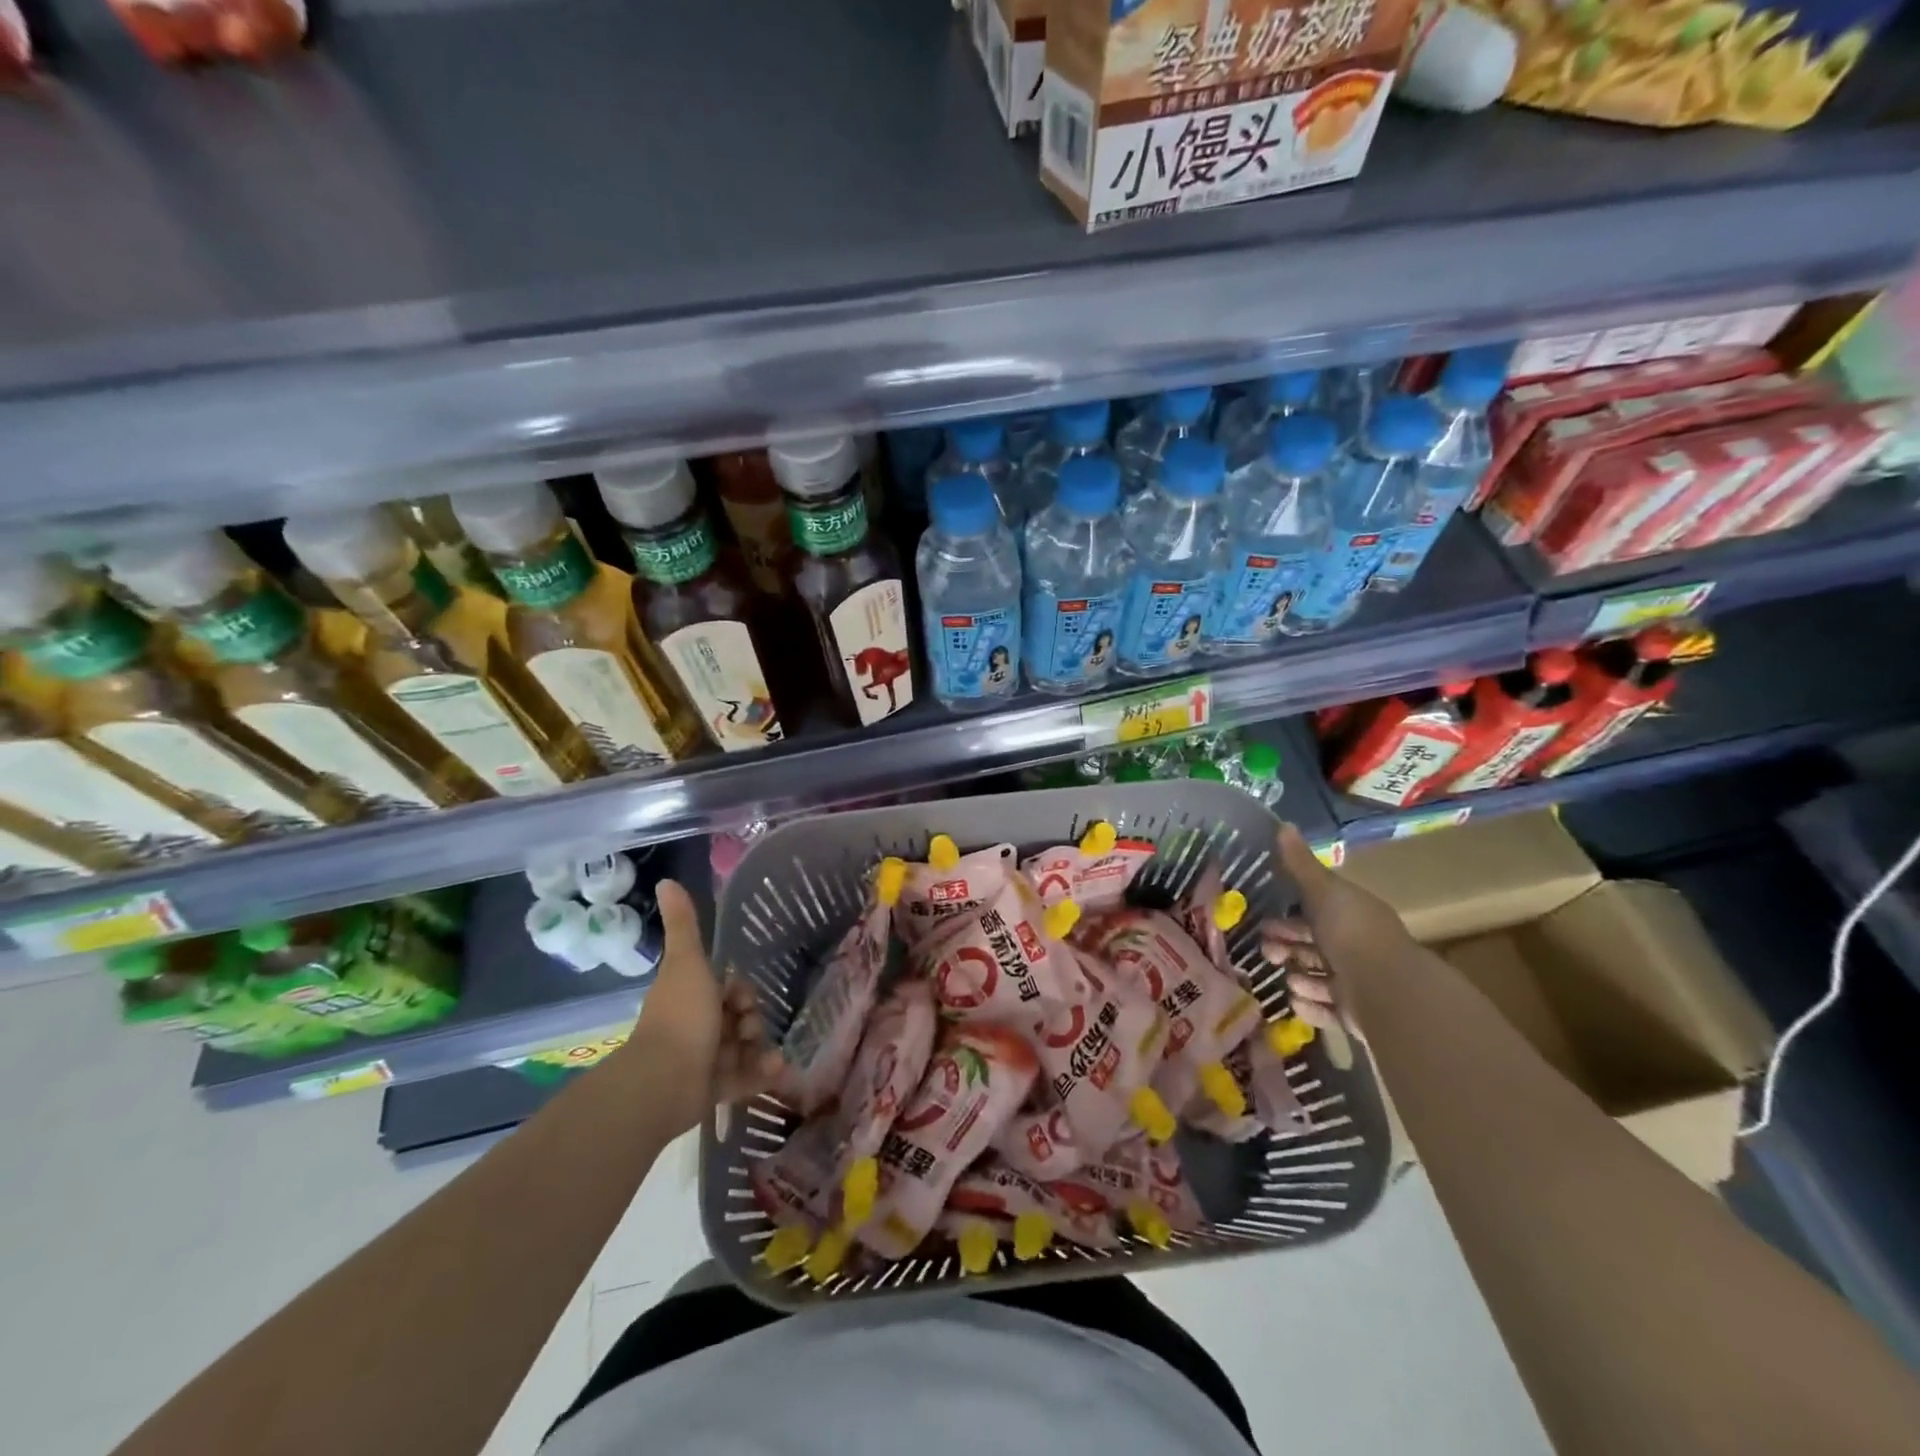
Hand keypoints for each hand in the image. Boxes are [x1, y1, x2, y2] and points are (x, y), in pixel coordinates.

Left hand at [624, 879, 782, 1134]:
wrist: (664, 1081)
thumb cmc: (680, 1016)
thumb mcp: (688, 961)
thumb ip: (683, 924)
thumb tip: (666, 881)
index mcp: (691, 996)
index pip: (727, 989)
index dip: (740, 991)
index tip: (741, 998)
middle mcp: (697, 1026)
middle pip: (738, 1018)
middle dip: (752, 1020)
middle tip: (748, 1027)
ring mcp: (705, 1060)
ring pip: (744, 1047)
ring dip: (760, 1047)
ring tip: (766, 1054)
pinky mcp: (714, 1089)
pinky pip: (745, 1077)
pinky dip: (761, 1073)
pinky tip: (774, 1069)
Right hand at [1262, 823, 1415, 1037]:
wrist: (1386, 989)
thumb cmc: (1351, 932)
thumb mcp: (1322, 891)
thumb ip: (1300, 864)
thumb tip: (1282, 824)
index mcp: (1351, 916)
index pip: (1317, 913)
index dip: (1289, 918)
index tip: (1264, 922)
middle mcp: (1355, 947)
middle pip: (1313, 946)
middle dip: (1286, 948)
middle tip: (1267, 953)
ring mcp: (1357, 983)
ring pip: (1318, 978)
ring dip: (1298, 978)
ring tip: (1288, 981)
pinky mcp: (1355, 1014)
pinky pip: (1325, 1010)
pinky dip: (1310, 1006)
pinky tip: (1296, 1001)